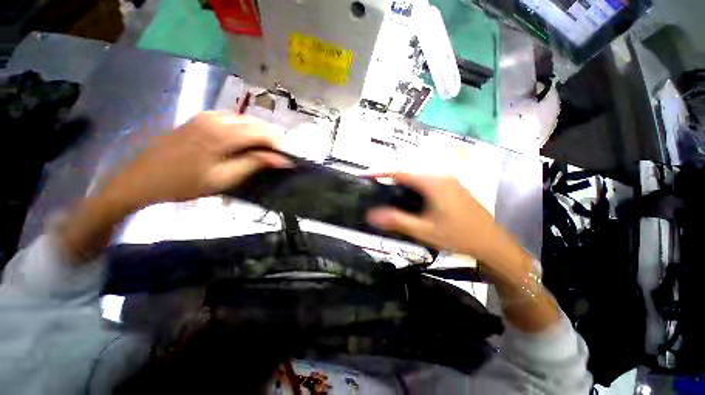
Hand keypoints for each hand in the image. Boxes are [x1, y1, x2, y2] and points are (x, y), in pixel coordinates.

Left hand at [103, 111, 288, 211]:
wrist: (141, 179)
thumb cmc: (184, 183)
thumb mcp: (224, 178)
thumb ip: (254, 164)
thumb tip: (282, 159)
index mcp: (222, 133)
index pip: (263, 133)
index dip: (278, 146)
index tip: (285, 161)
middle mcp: (216, 117)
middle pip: (256, 124)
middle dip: (269, 141)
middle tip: (273, 160)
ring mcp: (207, 115)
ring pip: (245, 121)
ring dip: (257, 136)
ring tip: (260, 155)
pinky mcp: (200, 118)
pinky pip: (233, 121)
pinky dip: (244, 132)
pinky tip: (242, 145)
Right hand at [366, 173, 522, 268]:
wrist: (492, 243)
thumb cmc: (457, 236)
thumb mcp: (424, 231)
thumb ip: (397, 221)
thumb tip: (371, 215)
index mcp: (433, 183)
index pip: (400, 172)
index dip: (381, 173)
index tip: (365, 176)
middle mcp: (441, 177)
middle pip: (409, 174)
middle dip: (390, 179)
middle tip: (375, 189)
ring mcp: (449, 181)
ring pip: (419, 178)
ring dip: (403, 184)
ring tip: (389, 195)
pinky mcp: (453, 188)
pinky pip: (428, 183)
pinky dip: (414, 188)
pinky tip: (411, 201)